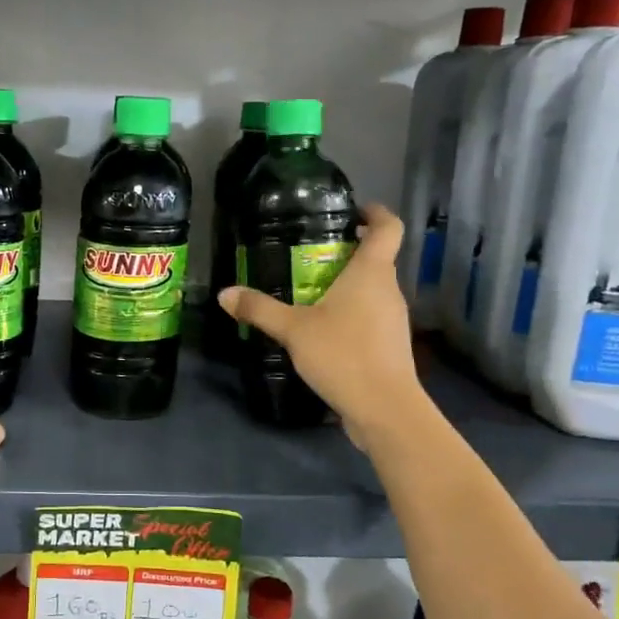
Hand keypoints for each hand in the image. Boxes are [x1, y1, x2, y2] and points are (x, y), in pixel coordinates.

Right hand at [217, 201, 422, 442]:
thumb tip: (225, 293)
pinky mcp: (389, 346)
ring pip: (371, 290)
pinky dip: (349, 313)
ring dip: (346, 286)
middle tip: (310, 253)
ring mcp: (393, 319)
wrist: (384, 409)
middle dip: (347, 252)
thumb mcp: (293, 330)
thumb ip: (259, 309)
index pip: (388, 227)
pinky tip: (321, 329)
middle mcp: (388, 290)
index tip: (354, 209)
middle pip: (376, 259)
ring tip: (309, 291)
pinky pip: (369, 316)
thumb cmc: (343, 355)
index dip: (375, 213)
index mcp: (372, 273)